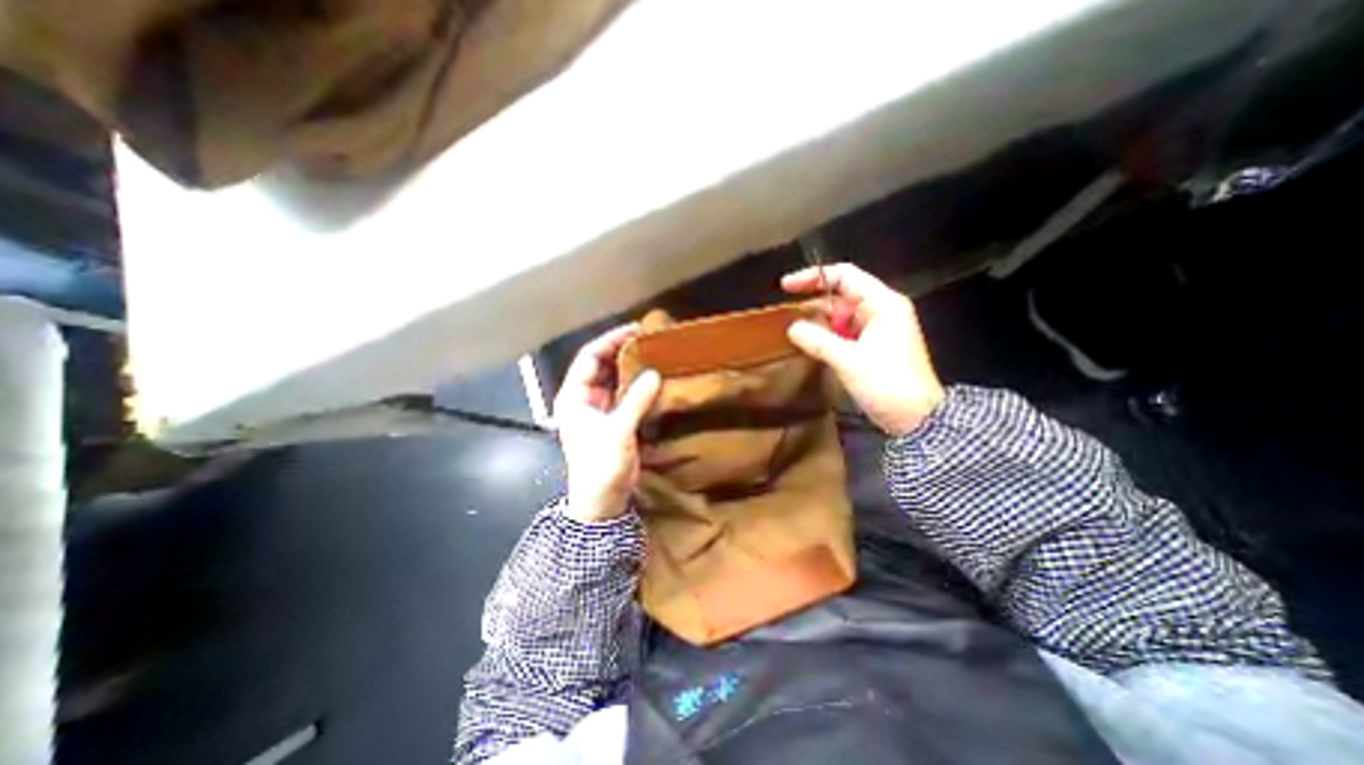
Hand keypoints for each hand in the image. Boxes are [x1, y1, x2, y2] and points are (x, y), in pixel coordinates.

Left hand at [550, 323, 664, 526]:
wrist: (602, 501)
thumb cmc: (600, 466)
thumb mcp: (617, 432)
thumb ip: (635, 401)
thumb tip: (654, 373)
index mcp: (574, 397)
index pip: (589, 357)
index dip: (610, 340)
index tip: (635, 330)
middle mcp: (584, 398)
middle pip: (602, 365)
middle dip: (622, 351)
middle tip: (648, 339)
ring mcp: (599, 409)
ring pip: (614, 379)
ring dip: (631, 367)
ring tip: (654, 354)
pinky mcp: (614, 419)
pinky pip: (625, 394)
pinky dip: (638, 384)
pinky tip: (654, 378)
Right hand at [783, 262, 945, 434]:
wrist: (916, 419)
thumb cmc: (887, 384)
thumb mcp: (849, 360)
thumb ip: (818, 341)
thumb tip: (792, 327)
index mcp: (882, 304)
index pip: (845, 276)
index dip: (814, 277)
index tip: (786, 287)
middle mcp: (881, 310)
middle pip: (841, 295)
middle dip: (814, 303)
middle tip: (786, 315)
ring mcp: (878, 328)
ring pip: (841, 315)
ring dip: (819, 322)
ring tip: (794, 331)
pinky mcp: (873, 345)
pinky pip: (845, 332)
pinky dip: (827, 336)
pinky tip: (810, 344)